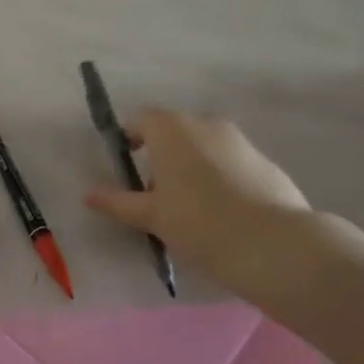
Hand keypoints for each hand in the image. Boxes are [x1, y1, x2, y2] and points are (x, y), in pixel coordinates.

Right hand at [85, 110, 315, 287]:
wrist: (274, 244)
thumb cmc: (199, 224)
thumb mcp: (152, 217)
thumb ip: (119, 202)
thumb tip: (89, 194)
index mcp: (172, 129)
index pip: (141, 118)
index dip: (130, 137)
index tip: (128, 165)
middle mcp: (205, 123)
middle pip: (174, 131)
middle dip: (162, 155)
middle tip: (156, 194)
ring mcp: (239, 140)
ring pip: (204, 145)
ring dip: (191, 165)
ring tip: (190, 208)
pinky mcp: (264, 160)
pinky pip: (230, 161)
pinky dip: (219, 176)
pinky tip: (223, 212)